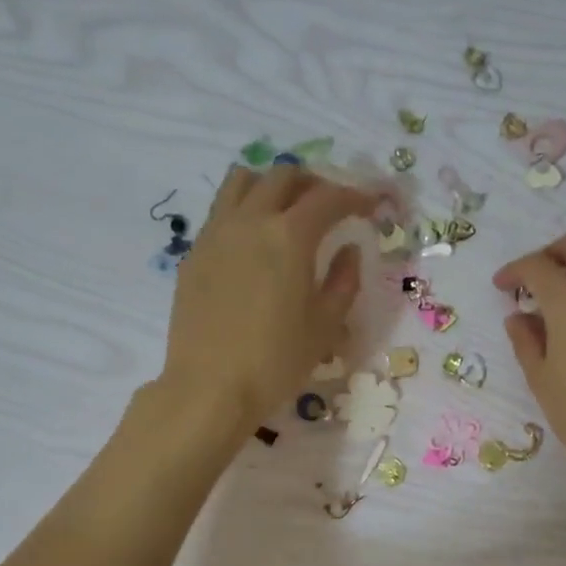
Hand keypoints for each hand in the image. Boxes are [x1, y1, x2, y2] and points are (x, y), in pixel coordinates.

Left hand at [159, 162, 378, 429]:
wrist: (209, 388)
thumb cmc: (275, 361)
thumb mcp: (325, 326)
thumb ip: (343, 281)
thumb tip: (348, 251)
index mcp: (289, 237)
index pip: (328, 198)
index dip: (356, 196)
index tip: (372, 204)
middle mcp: (250, 221)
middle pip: (283, 176)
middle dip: (314, 183)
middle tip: (331, 205)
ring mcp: (215, 233)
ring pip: (243, 181)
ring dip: (272, 185)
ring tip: (287, 210)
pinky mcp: (194, 253)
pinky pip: (221, 210)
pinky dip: (245, 209)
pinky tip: (254, 241)